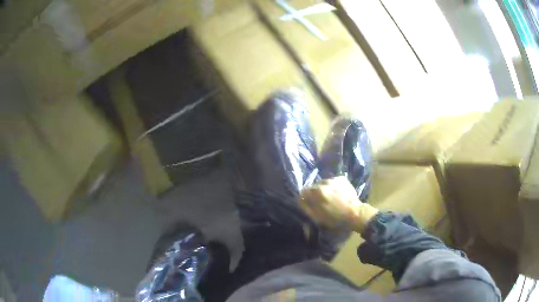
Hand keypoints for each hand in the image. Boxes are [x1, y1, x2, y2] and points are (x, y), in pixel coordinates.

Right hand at [300, 176, 378, 232]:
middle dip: (316, 193)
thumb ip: (306, 207)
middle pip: (314, 186)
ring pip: (323, 183)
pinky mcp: (342, 178)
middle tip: (322, 202)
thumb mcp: (317, 217)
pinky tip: (338, 194)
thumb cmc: (335, 218)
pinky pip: (332, 181)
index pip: (304, 191)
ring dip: (324, 189)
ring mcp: (334, 179)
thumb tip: (300, 199)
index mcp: (317, 192)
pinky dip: (333, 187)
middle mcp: (324, 182)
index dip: (306, 198)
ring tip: (331, 198)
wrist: (355, 213)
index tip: (310, 204)